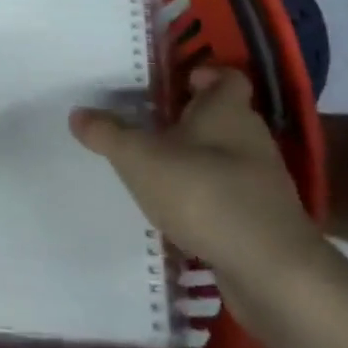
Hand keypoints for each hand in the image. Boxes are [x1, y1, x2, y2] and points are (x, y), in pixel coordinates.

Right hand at [71, 67, 325, 305]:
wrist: (270, 272)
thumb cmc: (203, 192)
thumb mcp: (139, 158)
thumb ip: (107, 133)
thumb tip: (77, 113)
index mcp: (227, 109)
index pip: (226, 76)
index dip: (202, 75)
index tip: (174, 85)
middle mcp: (251, 138)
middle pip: (224, 117)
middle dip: (192, 121)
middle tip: (153, 126)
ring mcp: (264, 182)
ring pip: (228, 158)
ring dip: (200, 162)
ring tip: (160, 172)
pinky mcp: (267, 222)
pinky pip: (234, 198)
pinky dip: (211, 200)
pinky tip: (182, 215)